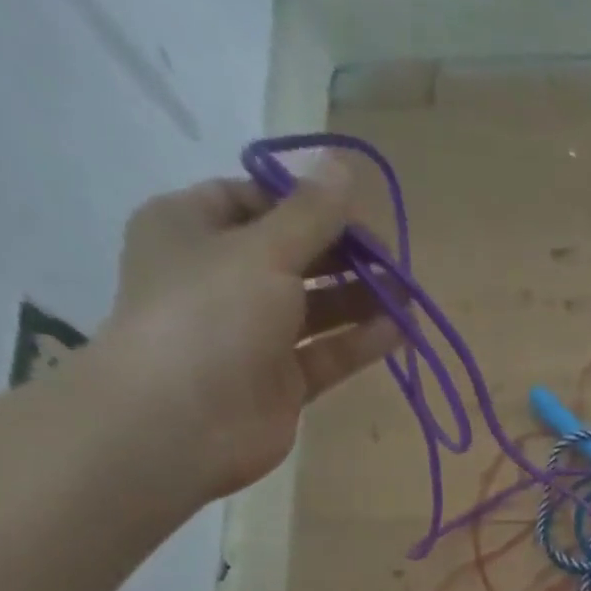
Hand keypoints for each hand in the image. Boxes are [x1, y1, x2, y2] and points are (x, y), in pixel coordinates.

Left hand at [90, 158, 402, 500]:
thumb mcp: (263, 249)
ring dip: (360, 299)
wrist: (182, 421)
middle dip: (343, 255)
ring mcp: (253, 334)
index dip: (306, 202)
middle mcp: (222, 278)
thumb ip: (310, 215)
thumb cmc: (211, 315)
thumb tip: (344, 168)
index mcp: (193, 228)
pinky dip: (360, 343)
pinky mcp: (281, 381)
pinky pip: (327, 354)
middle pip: (293, 255)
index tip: (355, 212)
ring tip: (408, 296)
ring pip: (315, 308)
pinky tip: (400, 332)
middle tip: (392, 260)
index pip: (255, 201)